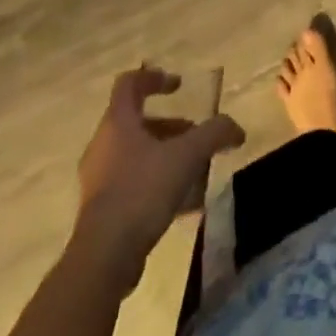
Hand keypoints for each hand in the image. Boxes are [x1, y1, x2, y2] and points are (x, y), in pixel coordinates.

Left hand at [73, 67, 244, 294]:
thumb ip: (214, 134)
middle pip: (136, 122)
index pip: (130, 83)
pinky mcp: (101, 210)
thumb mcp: (186, 156)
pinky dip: (157, 184)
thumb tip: (236, 129)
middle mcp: (103, 144)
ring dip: (165, 156)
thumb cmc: (142, 190)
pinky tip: (183, 204)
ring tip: (194, 171)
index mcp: (117, 122)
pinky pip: (132, 184)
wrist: (104, 257)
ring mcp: (99, 179)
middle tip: (194, 136)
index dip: (154, 78)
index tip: (179, 86)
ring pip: (135, 154)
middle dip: (170, 126)